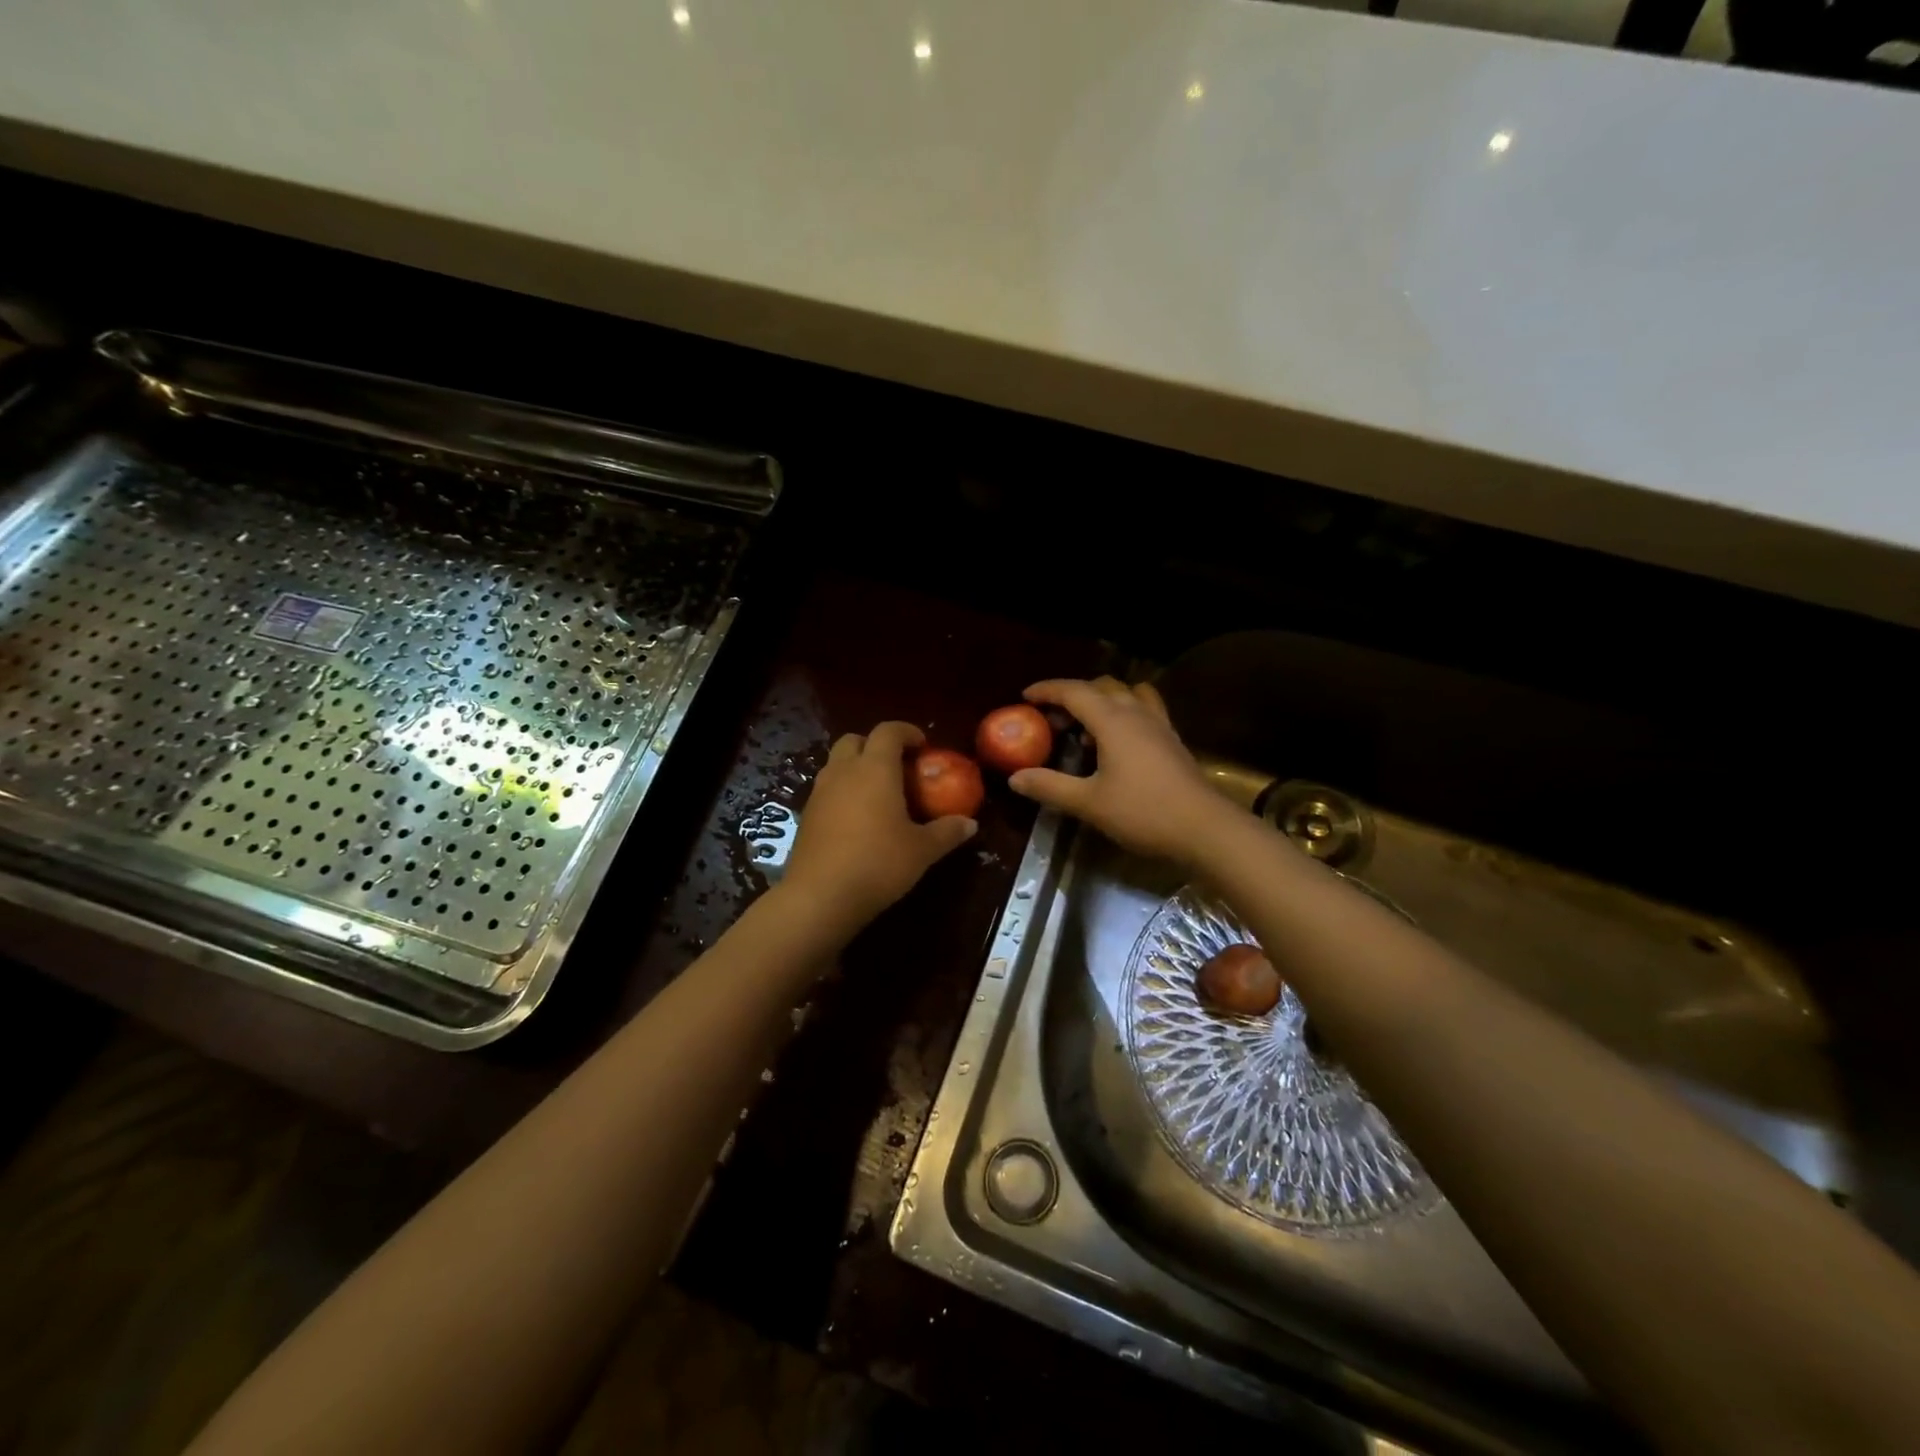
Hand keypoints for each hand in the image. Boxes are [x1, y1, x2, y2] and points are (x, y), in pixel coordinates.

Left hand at [782, 721, 977, 933]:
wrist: (820, 897)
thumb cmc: (878, 863)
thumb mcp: (922, 850)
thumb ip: (947, 832)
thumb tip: (970, 824)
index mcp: (875, 769)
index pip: (888, 731)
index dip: (907, 732)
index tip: (923, 746)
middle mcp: (844, 772)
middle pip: (855, 740)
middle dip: (876, 745)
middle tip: (898, 767)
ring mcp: (820, 793)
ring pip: (837, 764)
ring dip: (857, 768)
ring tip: (879, 793)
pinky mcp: (806, 815)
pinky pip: (827, 789)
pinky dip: (843, 791)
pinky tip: (858, 819)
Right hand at [1009, 677, 1227, 863]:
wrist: (1205, 828)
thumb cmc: (1143, 812)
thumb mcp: (1089, 803)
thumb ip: (1050, 786)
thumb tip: (1015, 777)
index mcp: (1113, 721)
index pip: (1074, 691)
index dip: (1047, 690)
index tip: (1025, 695)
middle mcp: (1136, 713)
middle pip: (1102, 686)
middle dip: (1073, 695)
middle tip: (1053, 718)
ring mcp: (1159, 725)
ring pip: (1127, 694)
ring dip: (1103, 700)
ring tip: (1086, 727)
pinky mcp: (1172, 740)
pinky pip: (1145, 709)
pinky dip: (1124, 712)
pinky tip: (1118, 742)